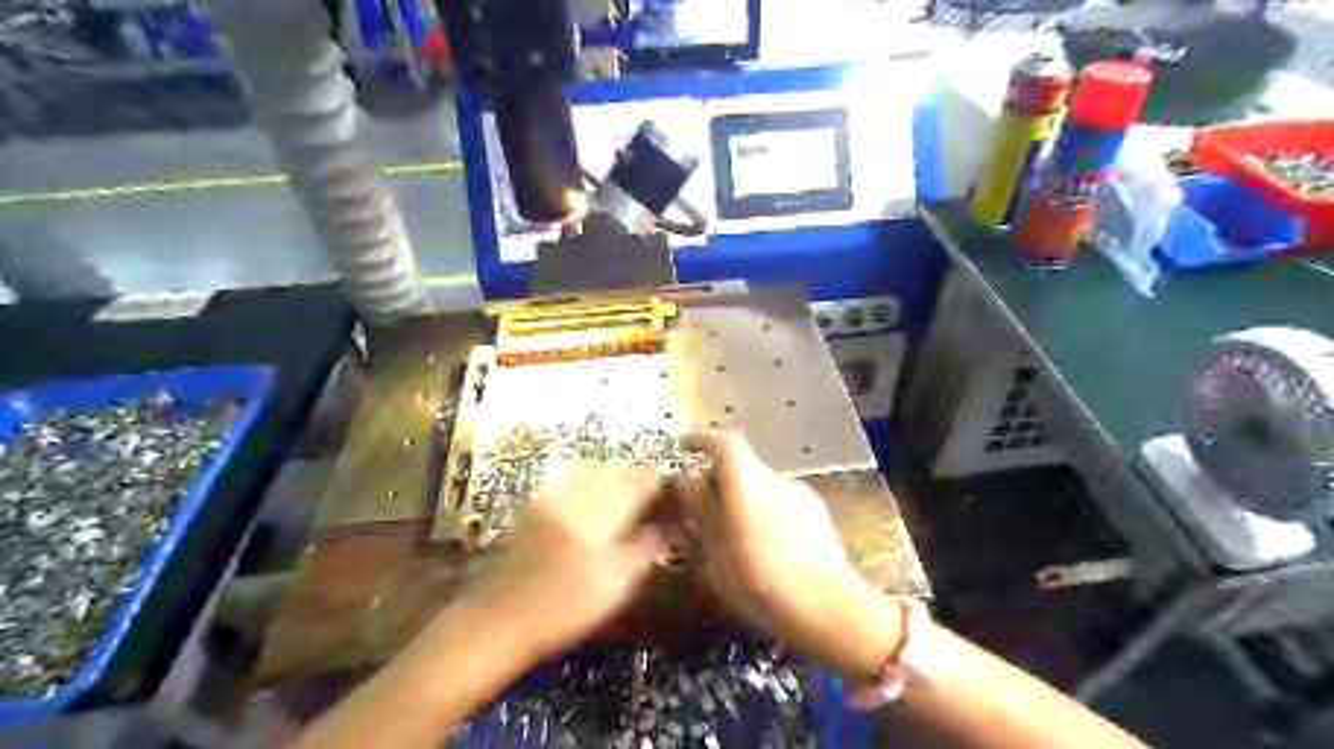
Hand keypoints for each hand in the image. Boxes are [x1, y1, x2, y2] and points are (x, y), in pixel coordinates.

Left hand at [459, 466, 673, 664]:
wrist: (499, 617)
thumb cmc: (566, 607)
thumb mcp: (616, 584)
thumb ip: (646, 550)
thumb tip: (671, 530)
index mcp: (603, 512)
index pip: (638, 482)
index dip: (656, 479)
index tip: (670, 482)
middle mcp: (579, 494)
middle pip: (614, 471)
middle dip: (634, 474)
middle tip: (649, 484)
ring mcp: (553, 497)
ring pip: (590, 470)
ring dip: (610, 473)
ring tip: (622, 485)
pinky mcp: (534, 506)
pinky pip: (566, 478)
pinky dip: (584, 477)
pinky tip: (588, 490)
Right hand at [680, 433, 907, 685]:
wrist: (827, 607)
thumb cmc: (759, 579)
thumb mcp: (715, 550)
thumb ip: (700, 510)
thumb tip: (686, 481)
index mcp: (747, 480)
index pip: (724, 442)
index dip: (703, 443)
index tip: (686, 452)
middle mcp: (775, 477)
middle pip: (742, 466)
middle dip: (721, 482)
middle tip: (705, 510)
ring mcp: (800, 493)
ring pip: (763, 487)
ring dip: (745, 501)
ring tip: (735, 536)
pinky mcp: (818, 513)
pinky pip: (782, 504)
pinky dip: (767, 515)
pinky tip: (767, 548)